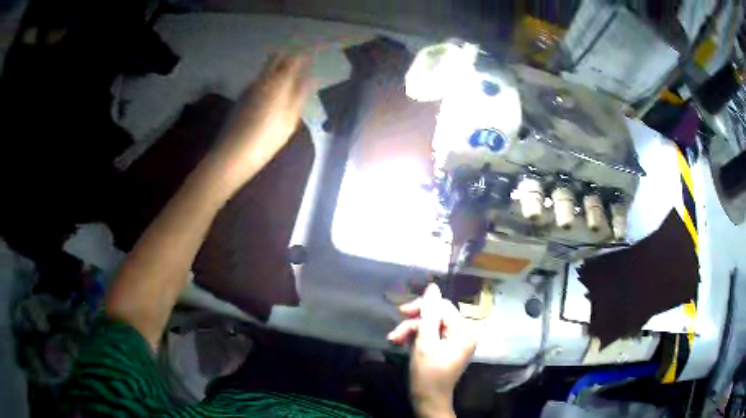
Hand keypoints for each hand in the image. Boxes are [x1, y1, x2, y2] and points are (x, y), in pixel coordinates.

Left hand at [207, 52, 312, 195]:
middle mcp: (262, 80)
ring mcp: (249, 88)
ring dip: (276, 66)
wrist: (233, 153)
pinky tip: (271, 88)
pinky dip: (267, 78)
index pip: (293, 60)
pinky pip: (258, 80)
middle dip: (287, 56)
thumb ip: (300, 95)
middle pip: (275, 60)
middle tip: (297, 58)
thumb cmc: (267, 138)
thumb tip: (310, 78)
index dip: (302, 56)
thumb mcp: (290, 119)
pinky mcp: (242, 97)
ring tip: (287, 70)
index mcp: (278, 83)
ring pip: (265, 70)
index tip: (310, 53)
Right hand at [388, 283, 476, 417]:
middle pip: (437, 315)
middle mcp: (465, 332)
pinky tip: (403, 343)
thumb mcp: (425, 342)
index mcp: (464, 330)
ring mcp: (457, 340)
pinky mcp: (449, 347)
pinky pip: (433, 334)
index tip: (401, 312)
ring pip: (431, 325)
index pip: (443, 306)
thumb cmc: (427, 374)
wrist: (429, 400)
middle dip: (414, 323)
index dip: (422, 307)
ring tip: (395, 341)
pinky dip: (417, 338)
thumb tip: (433, 286)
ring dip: (412, 331)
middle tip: (395, 333)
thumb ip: (428, 313)